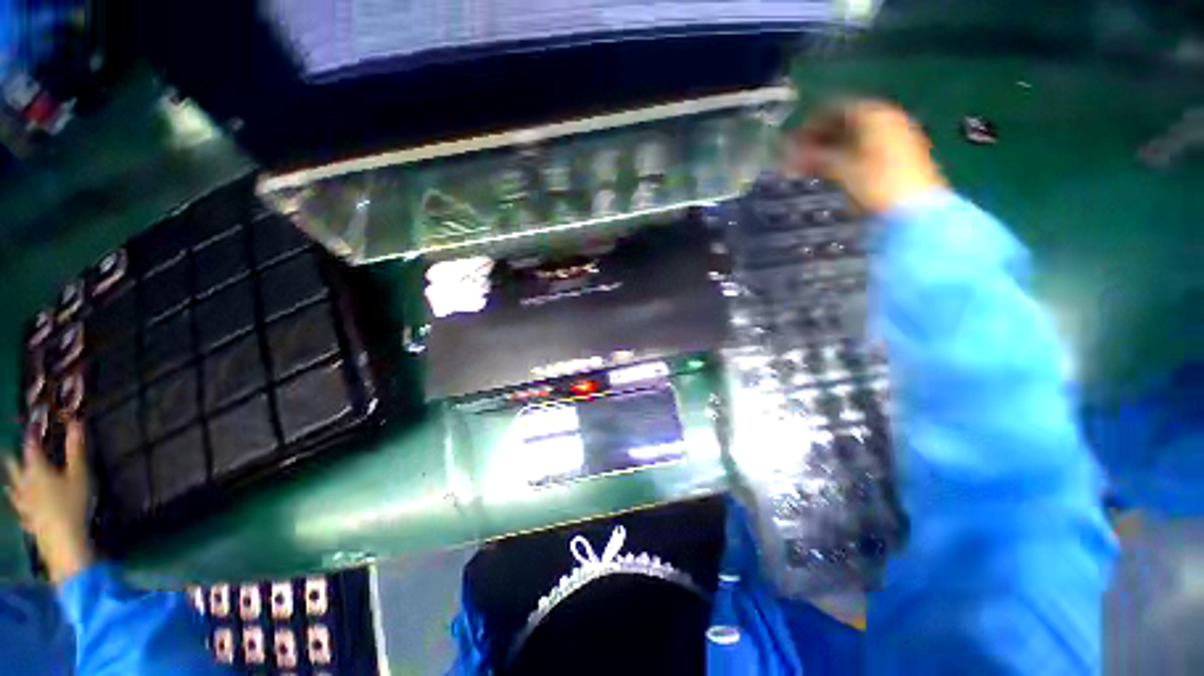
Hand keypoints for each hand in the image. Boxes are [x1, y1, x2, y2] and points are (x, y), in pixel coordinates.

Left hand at [4, 420, 94, 583]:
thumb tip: (76, 422)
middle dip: (14, 456)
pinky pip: (18, 506)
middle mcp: (24, 481)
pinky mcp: (26, 516)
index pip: (31, 445)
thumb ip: (76, 449)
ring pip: (12, 487)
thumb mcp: (79, 474)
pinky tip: (17, 503)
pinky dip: (17, 500)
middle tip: (13, 449)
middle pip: (15, 465)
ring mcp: (23, 502)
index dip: (32, 433)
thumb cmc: (72, 503)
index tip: (34, 423)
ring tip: (10, 477)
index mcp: (36, 468)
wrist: (62, 539)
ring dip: (12, 478)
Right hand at [789, 100, 946, 213]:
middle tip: (798, 155)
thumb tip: (791, 152)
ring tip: (809, 166)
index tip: (794, 140)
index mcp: (875, 114)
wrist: (914, 209)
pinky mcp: (898, 157)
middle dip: (820, 137)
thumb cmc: (877, 183)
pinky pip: (864, 149)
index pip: (836, 108)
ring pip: (855, 137)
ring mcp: (895, 137)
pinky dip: (845, 157)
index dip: (812, 123)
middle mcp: (887, 119)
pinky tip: (830, 171)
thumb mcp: (842, 168)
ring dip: (830, 149)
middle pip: (846, 122)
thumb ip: (815, 156)